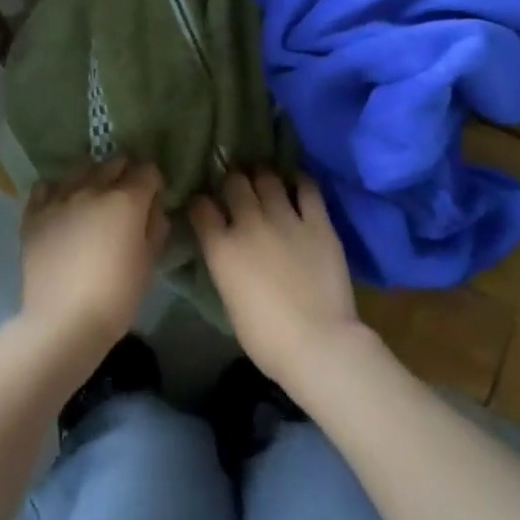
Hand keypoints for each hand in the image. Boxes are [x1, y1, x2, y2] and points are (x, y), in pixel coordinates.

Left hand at [19, 158, 165, 366]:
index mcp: (126, 199)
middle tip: (126, 200)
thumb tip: (153, 206)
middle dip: (125, 174)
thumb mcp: (149, 262)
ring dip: (93, 178)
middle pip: (114, 162)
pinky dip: (58, 191)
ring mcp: (60, 197)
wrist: (63, 322)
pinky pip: (47, 187)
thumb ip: (155, 226)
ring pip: (81, 169)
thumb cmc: (116, 296)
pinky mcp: (34, 213)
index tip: (152, 199)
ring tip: (93, 199)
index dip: (153, 182)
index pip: (147, 170)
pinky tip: (62, 207)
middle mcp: (92, 188)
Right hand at [189, 170, 366, 390]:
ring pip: (268, 179)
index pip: (201, 208)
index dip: (201, 203)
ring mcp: (285, 219)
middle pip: (234, 183)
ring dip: (262, 175)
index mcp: (221, 247)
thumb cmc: (266, 337)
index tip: (204, 205)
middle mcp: (249, 223)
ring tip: (264, 176)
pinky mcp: (318, 222)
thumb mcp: (229, 299)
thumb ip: (225, 265)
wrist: (317, 343)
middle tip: (237, 184)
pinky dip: (299, 181)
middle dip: (232, 180)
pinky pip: (307, 188)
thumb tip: (226, 250)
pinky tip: (297, 181)